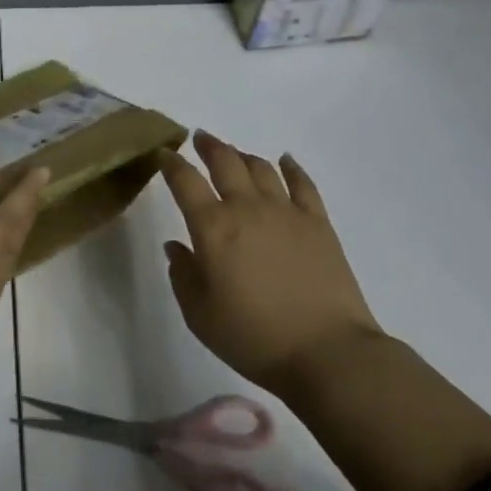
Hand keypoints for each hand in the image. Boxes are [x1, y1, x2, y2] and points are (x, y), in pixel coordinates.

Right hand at [159, 131, 381, 392]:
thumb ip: (183, 275)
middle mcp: (247, 208)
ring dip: (243, 155)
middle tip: (199, 138)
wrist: (326, 352)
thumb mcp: (199, 315)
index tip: (164, 154)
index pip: (185, 182)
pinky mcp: (318, 222)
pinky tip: (285, 161)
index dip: (171, 164)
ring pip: (261, 167)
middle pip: (225, 162)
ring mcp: (286, 211)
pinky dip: (292, 167)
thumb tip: (176, 246)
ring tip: (235, 154)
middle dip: (208, 146)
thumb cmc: (253, 338)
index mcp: (213, 227)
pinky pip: (303, 183)